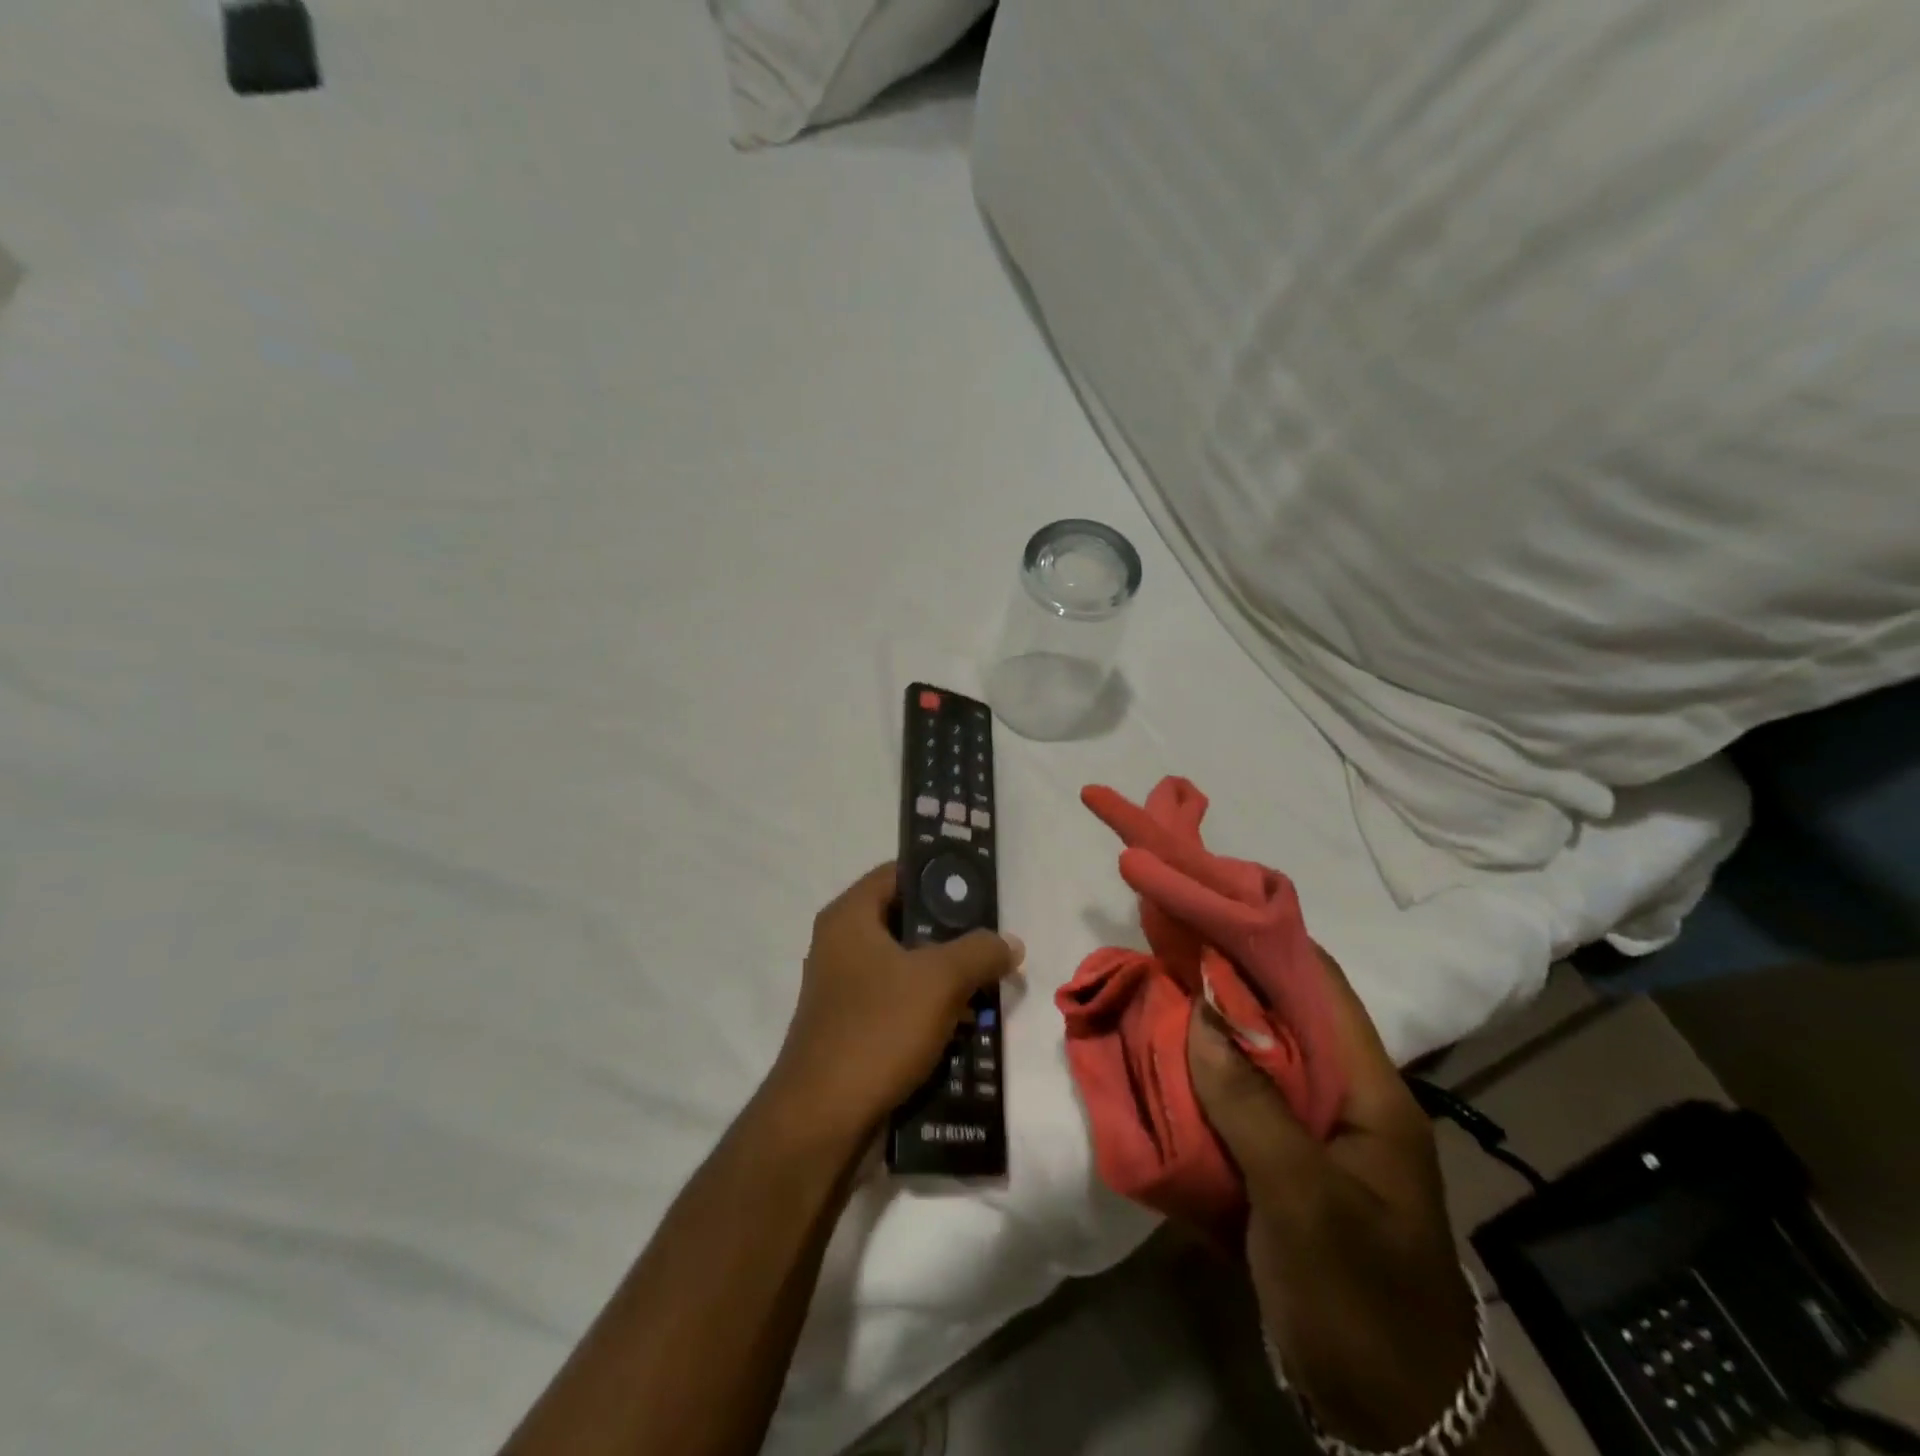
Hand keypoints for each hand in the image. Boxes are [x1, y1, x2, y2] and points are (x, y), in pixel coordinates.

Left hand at [772, 864, 1022, 1139]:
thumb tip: (1009, 942)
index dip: (940, 875)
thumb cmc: (877, 1030)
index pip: (898, 873)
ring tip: (988, 986)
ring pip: (906, 966)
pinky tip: (964, 1024)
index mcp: (849, 918)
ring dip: (945, 976)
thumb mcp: (939, 981)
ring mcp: (844, 990)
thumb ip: (980, 951)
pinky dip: (929, 1008)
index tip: (981, 890)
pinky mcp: (852, 1028)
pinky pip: (898, 1003)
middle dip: (952, 933)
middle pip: (906, 921)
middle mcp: (841, 945)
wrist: (822, 1121)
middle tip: (992, 942)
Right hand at [1186, 944, 1477, 1450]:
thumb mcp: (1305, 1202)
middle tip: (1161, 942)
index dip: (1266, 937)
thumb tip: (1201, 1013)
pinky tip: (1156, 1064)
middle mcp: (1340, 1099)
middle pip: (1280, 1016)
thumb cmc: (1361, 1302)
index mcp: (1370, 1091)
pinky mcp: (1280, 1169)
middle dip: (1222, 976)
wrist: (1393, 1424)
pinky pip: (1233, 1105)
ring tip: (1148, 990)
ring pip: (1251, 1058)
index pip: (1321, 986)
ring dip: (1204, 1027)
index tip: (1208, 902)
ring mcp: (1309, 1136)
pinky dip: (1196, 1080)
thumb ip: (1251, 1104)